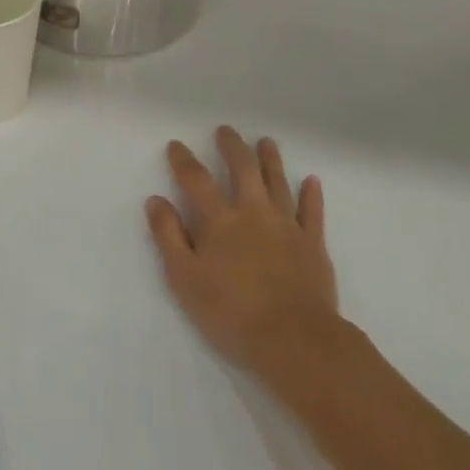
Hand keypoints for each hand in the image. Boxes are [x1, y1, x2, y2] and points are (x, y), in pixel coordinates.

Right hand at [146, 127, 341, 397]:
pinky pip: (313, 212)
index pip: (196, 180)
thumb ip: (168, 236)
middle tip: (226, 130)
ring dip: (271, 160)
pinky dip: (311, 194)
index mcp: (219, 221)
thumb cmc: (230, 312)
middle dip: (232, 147)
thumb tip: (156, 200)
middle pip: (242, 169)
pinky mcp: (313, 244)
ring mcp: (287, 226)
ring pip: (278, 183)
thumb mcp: (184, 278)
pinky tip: (311, 180)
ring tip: (266, 142)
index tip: (176, 145)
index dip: (184, 160)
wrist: (294, 339)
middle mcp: (253, 213)